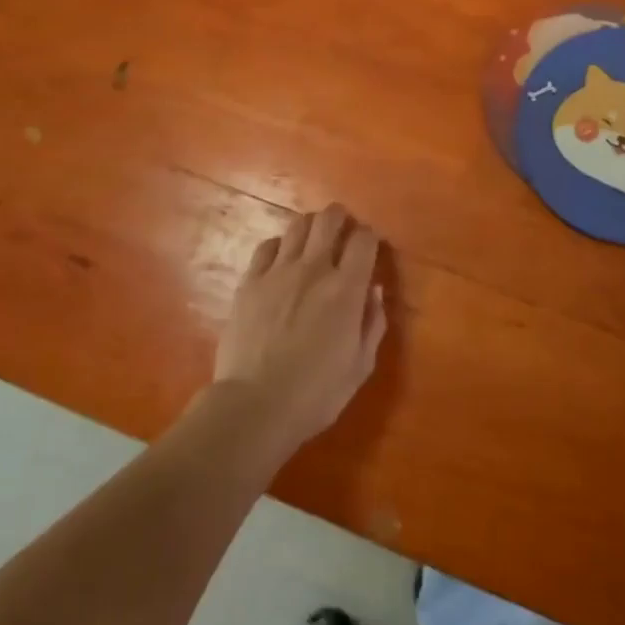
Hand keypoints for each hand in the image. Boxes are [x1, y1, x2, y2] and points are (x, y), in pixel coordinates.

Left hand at [212, 204, 387, 456]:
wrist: (254, 406)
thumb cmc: (315, 394)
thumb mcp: (360, 366)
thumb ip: (373, 323)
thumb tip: (374, 290)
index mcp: (346, 289)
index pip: (364, 240)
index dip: (370, 237)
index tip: (369, 247)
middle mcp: (314, 269)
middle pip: (329, 220)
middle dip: (340, 218)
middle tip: (342, 231)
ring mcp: (277, 272)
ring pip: (297, 226)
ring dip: (310, 227)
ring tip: (312, 241)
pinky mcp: (250, 281)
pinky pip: (266, 247)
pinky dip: (279, 246)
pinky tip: (281, 259)